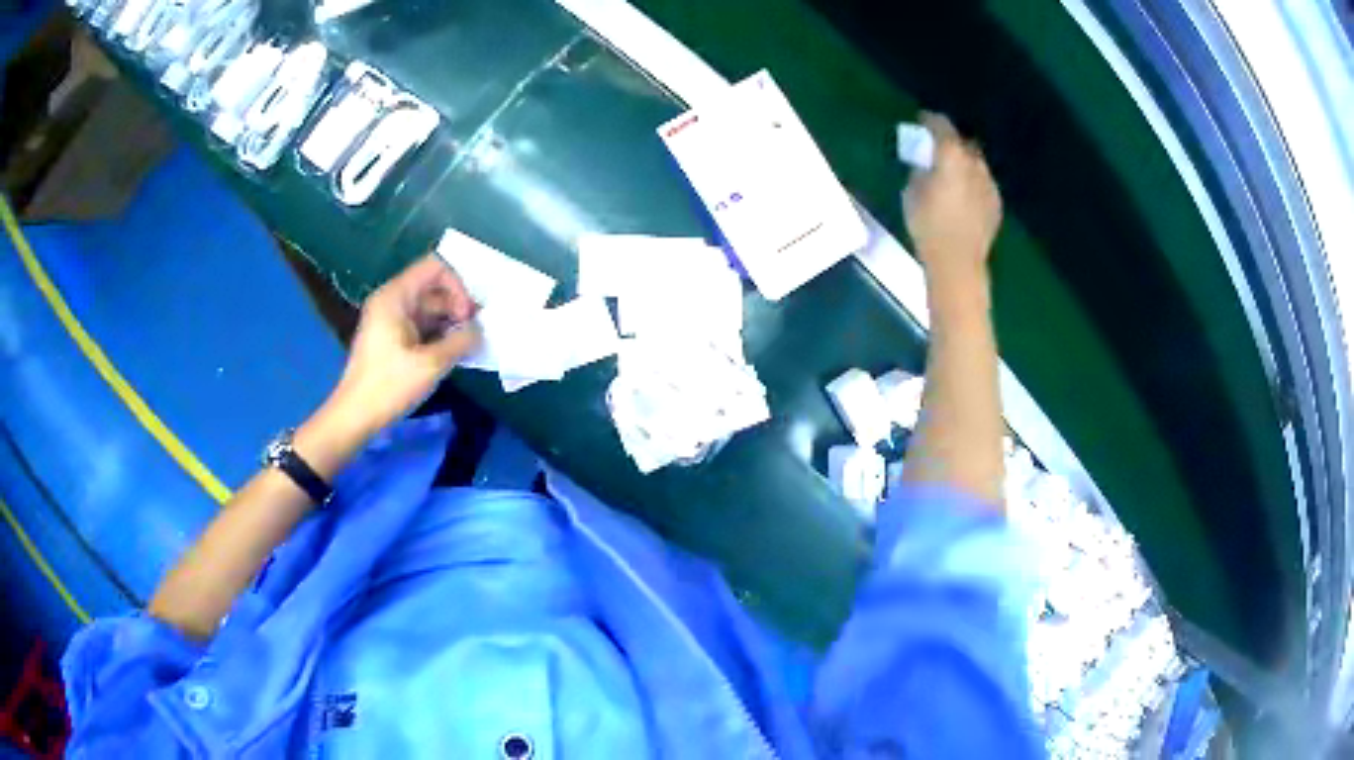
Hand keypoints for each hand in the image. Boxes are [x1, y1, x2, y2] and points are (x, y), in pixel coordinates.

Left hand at [327, 254, 481, 437]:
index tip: (467, 315)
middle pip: (434, 287)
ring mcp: (392, 320)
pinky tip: (455, 353)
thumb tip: (480, 330)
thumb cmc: (389, 386)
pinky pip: (423, 325)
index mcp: (395, 296)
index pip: (435, 268)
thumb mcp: (430, 364)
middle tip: (475, 332)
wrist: (356, 416)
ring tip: (468, 345)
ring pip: (431, 308)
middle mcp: (393, 301)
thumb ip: (461, 341)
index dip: (458, 285)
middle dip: (458, 305)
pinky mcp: (394, 339)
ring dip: (452, 322)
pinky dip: (441, 334)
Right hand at [903, 112, 1002, 283]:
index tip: (922, 119)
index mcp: (952, 156)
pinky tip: (964, 195)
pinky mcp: (996, 204)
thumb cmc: (928, 226)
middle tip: (937, 150)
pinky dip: (974, 183)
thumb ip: (920, 171)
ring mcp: (989, 184)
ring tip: (952, 174)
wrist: (958, 262)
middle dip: (951, 143)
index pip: (942, 126)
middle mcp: (975, 164)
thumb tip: (926, 165)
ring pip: (976, 164)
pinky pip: (984, 184)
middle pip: (963, 143)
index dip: (930, 120)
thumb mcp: (911, 193)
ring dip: (964, 163)